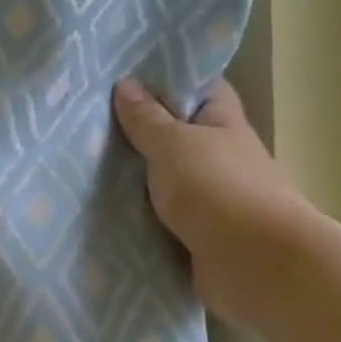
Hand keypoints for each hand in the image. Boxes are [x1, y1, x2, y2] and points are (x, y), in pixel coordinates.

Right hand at [112, 77, 298, 328]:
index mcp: (222, 122)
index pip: (199, 87)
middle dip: (139, 132)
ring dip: (136, 180)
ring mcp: (213, 199)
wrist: (256, 264)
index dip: (167, 79)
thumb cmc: (217, 189)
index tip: (124, 77)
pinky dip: (141, 218)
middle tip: (88, 124)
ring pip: (166, 181)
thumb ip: (146, 118)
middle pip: (177, 136)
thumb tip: (126, 83)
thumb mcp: (173, 144)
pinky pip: (163, 220)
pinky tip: (103, 212)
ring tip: (84, 166)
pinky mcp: (200, 237)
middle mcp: (220, 156)